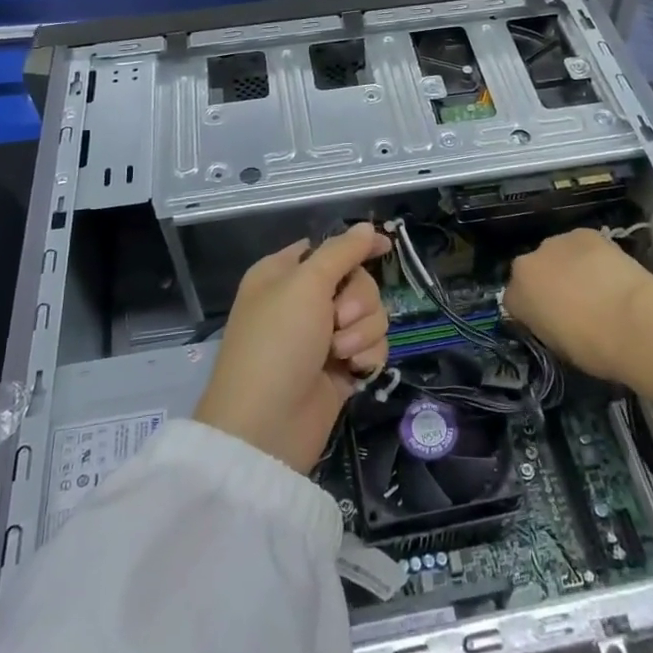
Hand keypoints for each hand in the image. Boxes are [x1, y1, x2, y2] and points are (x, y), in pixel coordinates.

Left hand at [194, 223, 391, 471]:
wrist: (267, 425)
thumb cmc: (277, 342)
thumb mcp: (305, 285)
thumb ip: (342, 252)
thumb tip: (367, 227)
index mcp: (283, 274)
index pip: (329, 248)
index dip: (356, 247)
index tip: (386, 248)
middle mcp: (304, 301)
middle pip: (357, 281)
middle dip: (358, 300)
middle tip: (337, 319)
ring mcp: (323, 336)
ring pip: (371, 314)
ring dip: (363, 331)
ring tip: (340, 352)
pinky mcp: (341, 367)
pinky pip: (373, 346)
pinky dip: (367, 355)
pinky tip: (353, 370)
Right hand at [503, 228, 652, 381]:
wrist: (632, 322)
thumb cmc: (592, 348)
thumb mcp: (557, 347)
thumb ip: (546, 326)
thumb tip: (554, 319)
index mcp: (516, 296)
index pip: (514, 300)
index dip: (532, 311)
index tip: (550, 321)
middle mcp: (527, 264)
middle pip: (533, 270)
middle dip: (547, 282)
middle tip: (573, 302)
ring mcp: (555, 243)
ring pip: (557, 253)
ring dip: (568, 265)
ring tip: (595, 283)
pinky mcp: (584, 233)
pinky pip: (581, 244)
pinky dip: (591, 254)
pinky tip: (609, 270)